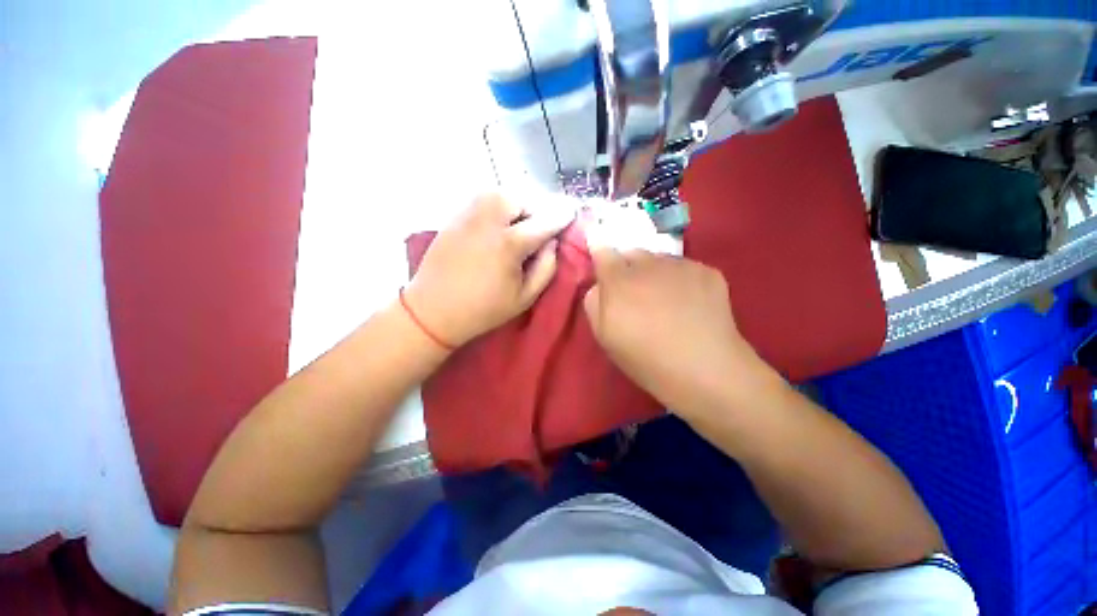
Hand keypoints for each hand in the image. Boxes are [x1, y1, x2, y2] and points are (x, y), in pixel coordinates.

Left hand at [405, 193, 573, 346]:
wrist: (433, 310)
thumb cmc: (483, 309)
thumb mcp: (524, 298)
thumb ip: (546, 268)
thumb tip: (552, 243)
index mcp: (509, 244)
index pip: (544, 221)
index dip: (562, 216)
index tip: (572, 213)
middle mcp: (488, 220)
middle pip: (521, 197)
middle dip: (537, 206)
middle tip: (542, 223)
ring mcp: (468, 215)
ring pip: (500, 192)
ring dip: (518, 201)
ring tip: (522, 221)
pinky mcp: (455, 217)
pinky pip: (482, 198)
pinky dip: (498, 203)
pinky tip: (500, 221)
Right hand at [583, 212, 776, 415]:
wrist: (706, 371)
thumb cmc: (646, 359)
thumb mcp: (604, 337)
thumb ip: (594, 302)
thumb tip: (600, 284)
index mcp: (619, 280)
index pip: (603, 251)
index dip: (601, 256)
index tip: (604, 268)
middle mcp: (649, 263)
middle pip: (632, 253)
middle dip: (628, 268)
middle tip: (636, 295)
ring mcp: (681, 264)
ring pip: (659, 259)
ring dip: (655, 273)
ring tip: (665, 301)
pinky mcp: (708, 271)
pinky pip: (684, 268)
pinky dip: (681, 280)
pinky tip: (689, 304)